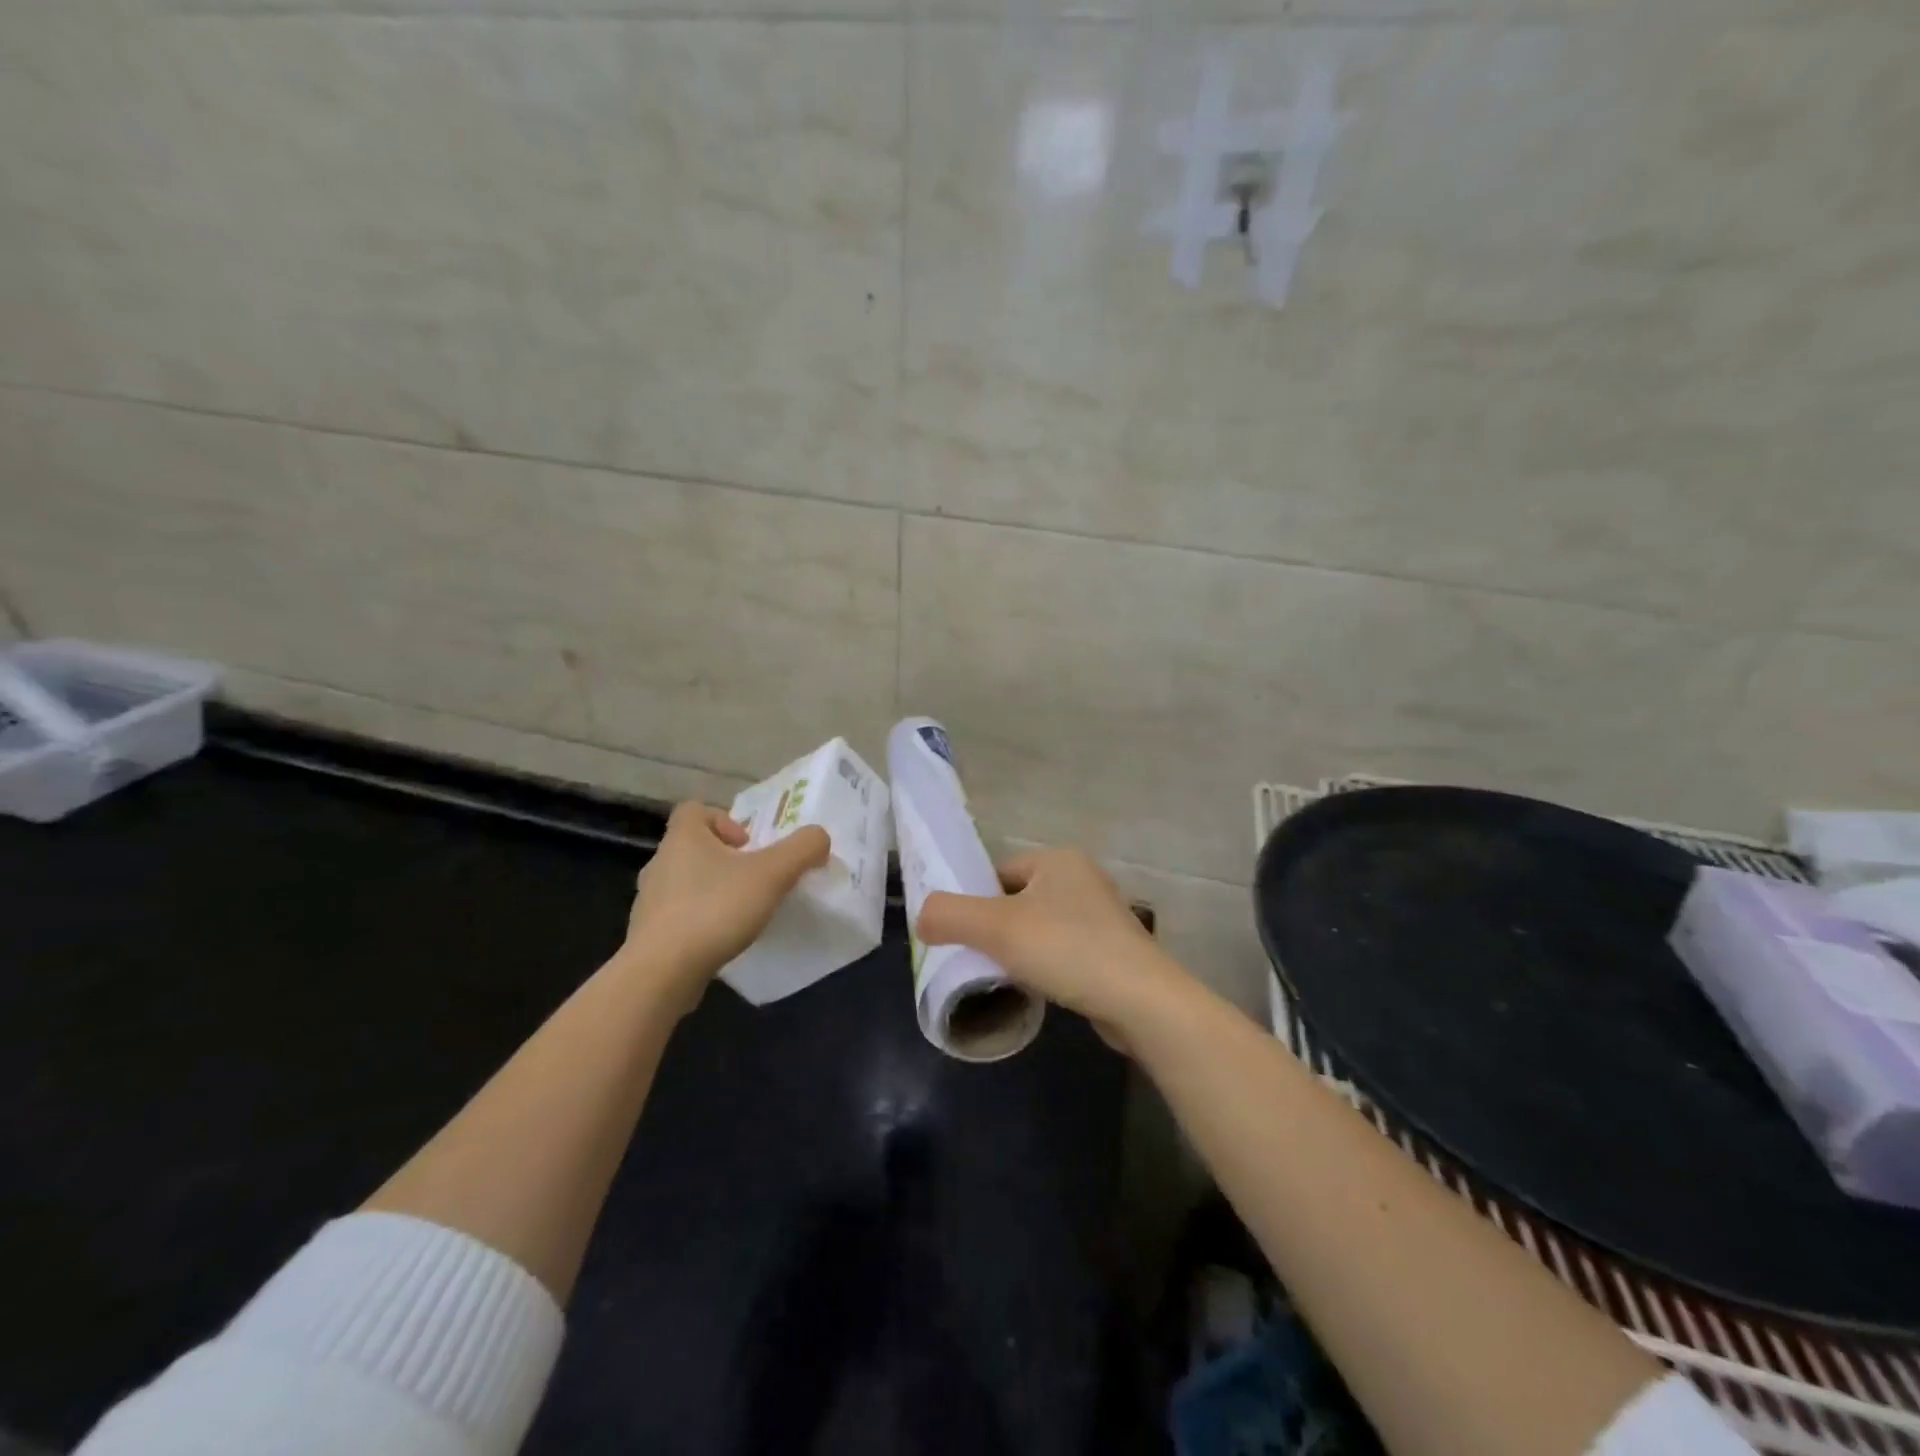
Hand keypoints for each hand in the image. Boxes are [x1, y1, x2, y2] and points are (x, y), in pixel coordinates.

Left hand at [621, 802, 829, 1010]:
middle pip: (692, 847)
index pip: (694, 809)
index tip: (748, 846)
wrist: (661, 973)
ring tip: (740, 913)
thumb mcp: (773, 873)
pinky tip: (720, 941)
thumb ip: (802, 849)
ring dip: (712, 891)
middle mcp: (660, 862)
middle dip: (724, 860)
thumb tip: (819, 838)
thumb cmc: (715, 909)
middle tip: (753, 880)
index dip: (724, 820)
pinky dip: (699, 922)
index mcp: (682, 837)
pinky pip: (677, 917)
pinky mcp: (648, 935)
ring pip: (684, 883)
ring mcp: (649, 901)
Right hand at [916, 847, 1178, 1042]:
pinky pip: (1064, 950)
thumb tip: (922, 916)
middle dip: (996, 929)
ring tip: (1006, 978)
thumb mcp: (996, 928)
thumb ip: (949, 915)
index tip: (963, 937)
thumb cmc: (1066, 949)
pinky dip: (1047, 966)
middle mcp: (1083, 878)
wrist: (1141, 1000)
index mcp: (1058, 859)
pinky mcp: (1113, 949)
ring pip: (1040, 927)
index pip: (999, 873)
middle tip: (979, 960)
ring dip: (1021, 950)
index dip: (975, 902)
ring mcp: (1102, 915)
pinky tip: (1040, 988)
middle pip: (1018, 900)